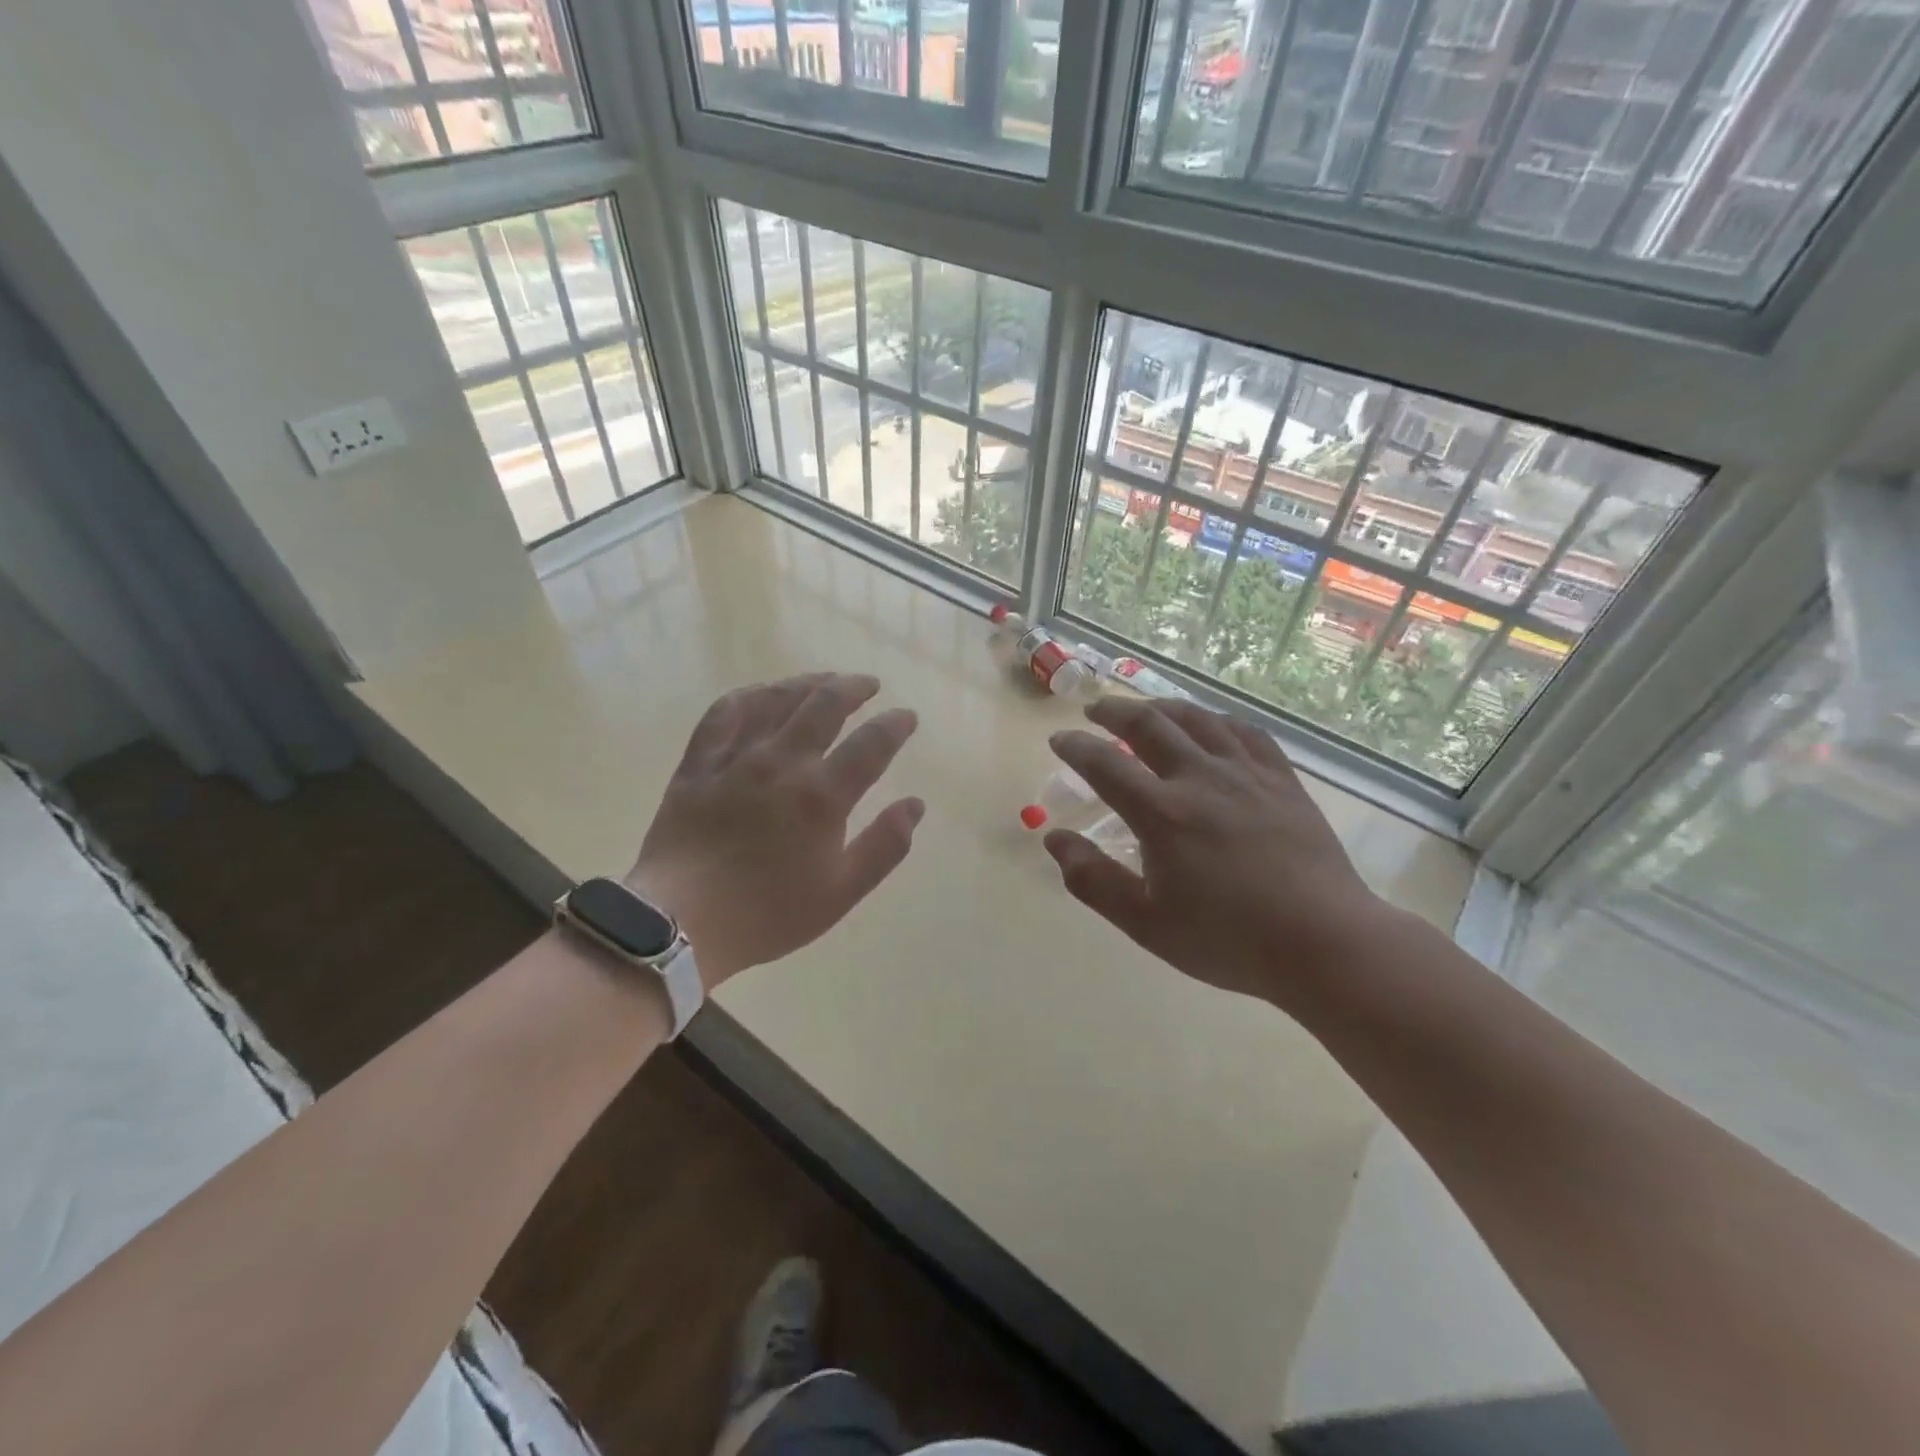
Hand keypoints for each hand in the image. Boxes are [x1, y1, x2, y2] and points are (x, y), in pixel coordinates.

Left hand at [626, 673, 922, 988]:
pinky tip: (760, 693)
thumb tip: (915, 804)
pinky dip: (746, 696)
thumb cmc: (768, 913)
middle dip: (854, 688)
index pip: (872, 743)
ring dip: (807, 682)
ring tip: (825, 680)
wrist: (680, 922)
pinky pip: (723, 714)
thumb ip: (884, 846)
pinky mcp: (699, 763)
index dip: (895, 724)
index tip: (907, 716)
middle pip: (825, 705)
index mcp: (823, 795)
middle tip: (869, 685)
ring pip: (777, 700)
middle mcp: (783, 763)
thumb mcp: (841, 893)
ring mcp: (737, 758)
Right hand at [1045, 696, 1387, 1007]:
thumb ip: (1093, 880)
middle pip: (1150, 725)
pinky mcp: (1282, 779)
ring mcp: (1246, 773)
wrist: (1323, 941)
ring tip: (1145, 709)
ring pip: (1197, 719)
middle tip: (1095, 709)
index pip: (1105, 764)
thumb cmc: (1227, 938)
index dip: (1076, 747)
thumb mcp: (1145, 923)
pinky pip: (1245, 731)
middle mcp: (1200, 778)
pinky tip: (1211, 724)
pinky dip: (1217, 719)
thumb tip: (1053, 839)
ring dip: (1162, 707)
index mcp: (1162, 813)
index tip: (1059, 739)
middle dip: (1115, 711)